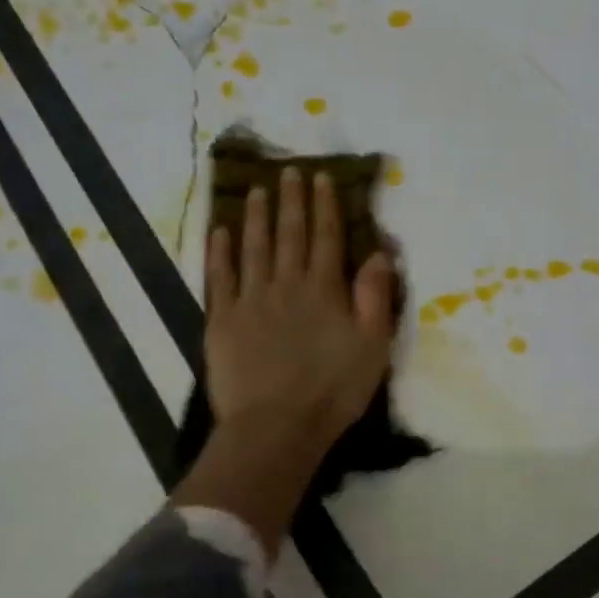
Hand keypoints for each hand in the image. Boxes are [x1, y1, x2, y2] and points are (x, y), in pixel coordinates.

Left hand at [204, 166, 395, 460]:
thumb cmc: (333, 390)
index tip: (322, 177)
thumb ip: (375, 297)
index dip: (325, 206)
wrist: (276, 426)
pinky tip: (221, 232)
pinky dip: (220, 252)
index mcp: (325, 290)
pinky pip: (220, 277)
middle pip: (290, 234)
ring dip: (257, 217)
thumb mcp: (373, 346)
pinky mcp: (222, 320)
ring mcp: (250, 300)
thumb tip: (379, 252)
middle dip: (292, 201)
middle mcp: (287, 284)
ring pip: (254, 248)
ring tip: (258, 190)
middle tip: (290, 171)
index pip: (326, 237)